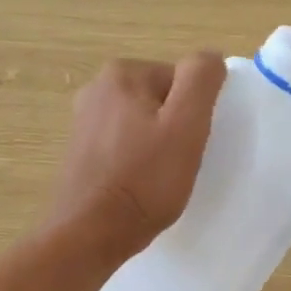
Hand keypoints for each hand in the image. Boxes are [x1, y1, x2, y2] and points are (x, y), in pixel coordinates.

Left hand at [52, 52, 226, 260]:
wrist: (90, 233)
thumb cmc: (144, 181)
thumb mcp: (186, 126)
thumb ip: (201, 80)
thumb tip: (210, 57)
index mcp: (122, 74)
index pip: (181, 81)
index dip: (195, 113)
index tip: (191, 145)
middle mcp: (96, 88)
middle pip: (161, 100)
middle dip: (175, 128)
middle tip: (179, 163)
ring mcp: (83, 121)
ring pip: (143, 124)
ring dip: (157, 146)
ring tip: (160, 178)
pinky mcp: (79, 152)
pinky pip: (123, 145)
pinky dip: (136, 161)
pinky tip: (139, 186)